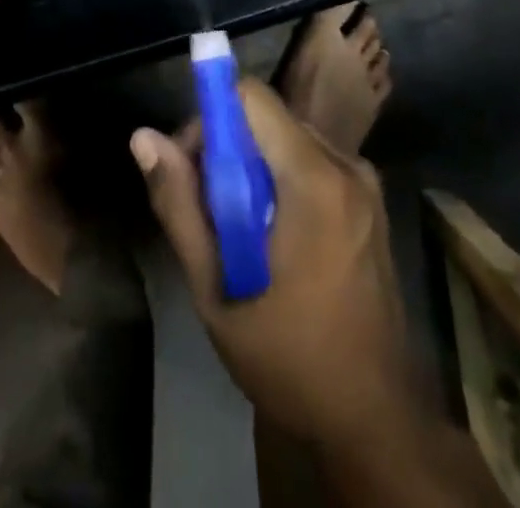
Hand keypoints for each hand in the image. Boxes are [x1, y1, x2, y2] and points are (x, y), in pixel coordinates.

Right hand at [132, 81, 415, 447]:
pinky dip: (280, 178)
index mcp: (314, 179)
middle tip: (206, 210)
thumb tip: (143, 137)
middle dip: (226, 147)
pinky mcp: (371, 199)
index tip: (191, 167)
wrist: (376, 423)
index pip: (250, 97)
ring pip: (287, 137)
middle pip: (267, 117)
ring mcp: (365, 182)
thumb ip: (179, 207)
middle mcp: (346, 164)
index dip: (210, 118)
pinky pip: (311, 159)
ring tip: (237, 231)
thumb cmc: (291, 360)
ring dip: (252, 165)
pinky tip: (272, 236)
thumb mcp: (217, 292)